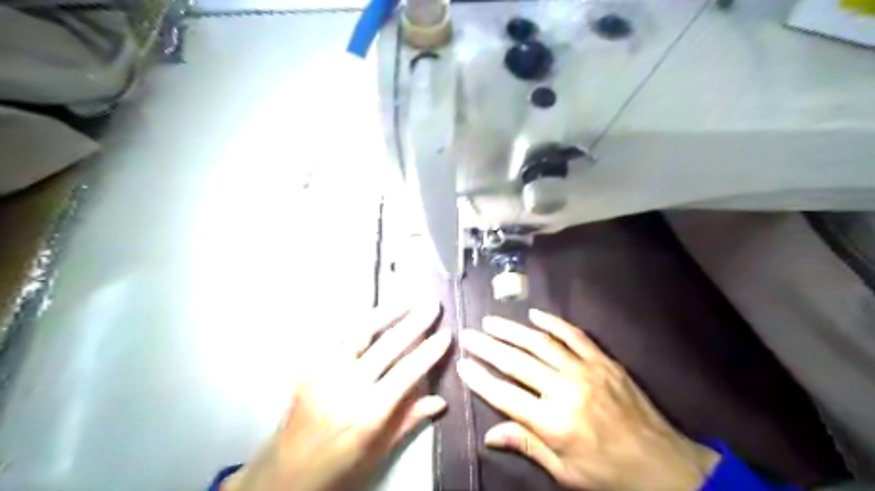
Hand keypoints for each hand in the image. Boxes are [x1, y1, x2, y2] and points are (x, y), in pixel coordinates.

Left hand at [223, 301, 453, 490]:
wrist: (282, 477)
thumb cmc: (336, 470)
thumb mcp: (377, 454)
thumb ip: (408, 421)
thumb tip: (440, 401)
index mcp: (367, 414)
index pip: (406, 373)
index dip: (429, 351)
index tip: (446, 333)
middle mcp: (345, 388)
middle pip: (386, 346)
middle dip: (413, 322)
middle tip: (432, 305)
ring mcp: (323, 374)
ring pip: (358, 333)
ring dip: (385, 312)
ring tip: (406, 300)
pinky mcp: (308, 369)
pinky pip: (336, 338)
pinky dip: (357, 323)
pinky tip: (371, 314)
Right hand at [460, 311, 716, 490]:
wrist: (665, 466)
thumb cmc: (609, 474)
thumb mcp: (565, 472)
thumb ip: (527, 445)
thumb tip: (489, 434)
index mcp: (553, 423)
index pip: (504, 394)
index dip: (479, 378)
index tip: (462, 363)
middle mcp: (565, 390)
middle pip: (517, 362)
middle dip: (488, 347)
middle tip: (468, 334)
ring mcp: (586, 370)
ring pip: (540, 343)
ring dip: (512, 330)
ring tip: (491, 322)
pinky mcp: (604, 361)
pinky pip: (574, 335)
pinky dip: (552, 323)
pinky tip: (534, 315)